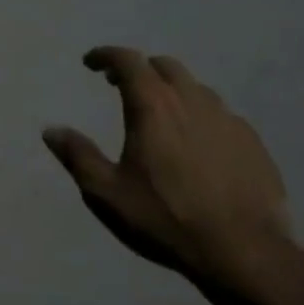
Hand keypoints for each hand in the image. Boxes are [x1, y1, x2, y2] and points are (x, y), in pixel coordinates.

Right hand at [43, 48, 291, 289]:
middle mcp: (193, 102)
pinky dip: (198, 115)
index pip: (128, 62)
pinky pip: (219, 115)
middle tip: (119, 85)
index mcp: (154, 108)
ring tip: (157, 113)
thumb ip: (78, 156)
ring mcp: (228, 120)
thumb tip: (51, 129)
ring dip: (171, 90)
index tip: (90, 63)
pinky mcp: (252, 142)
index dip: (106, 56)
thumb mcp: (105, 192)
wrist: (240, 249)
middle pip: (165, 67)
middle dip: (140, 69)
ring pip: (196, 89)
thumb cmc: (162, 218)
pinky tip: (194, 143)